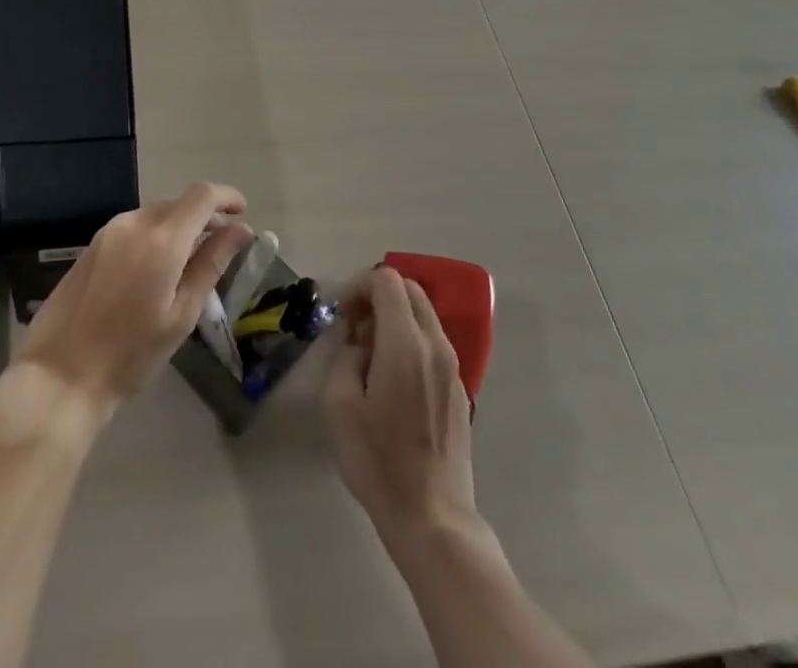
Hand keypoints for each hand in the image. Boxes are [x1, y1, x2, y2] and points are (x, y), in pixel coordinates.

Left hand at [13, 181, 253, 423]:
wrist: (59, 376)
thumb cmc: (130, 354)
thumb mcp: (181, 314)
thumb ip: (211, 264)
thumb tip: (240, 230)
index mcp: (162, 238)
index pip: (202, 195)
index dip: (227, 197)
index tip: (242, 214)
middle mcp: (134, 222)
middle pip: (178, 204)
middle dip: (204, 217)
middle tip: (221, 248)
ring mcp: (109, 232)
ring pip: (155, 215)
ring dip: (178, 228)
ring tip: (190, 263)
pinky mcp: (92, 246)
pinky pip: (134, 228)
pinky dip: (155, 237)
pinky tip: (156, 271)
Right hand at [323, 266, 477, 543]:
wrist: (432, 517)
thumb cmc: (378, 460)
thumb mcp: (339, 405)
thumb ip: (343, 355)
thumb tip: (356, 340)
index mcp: (405, 342)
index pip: (386, 280)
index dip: (358, 285)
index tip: (341, 314)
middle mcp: (435, 344)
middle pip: (409, 289)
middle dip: (377, 295)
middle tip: (353, 326)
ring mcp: (452, 366)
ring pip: (423, 314)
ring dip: (394, 316)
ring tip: (369, 353)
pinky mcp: (458, 388)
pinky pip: (432, 341)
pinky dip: (410, 338)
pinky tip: (392, 378)